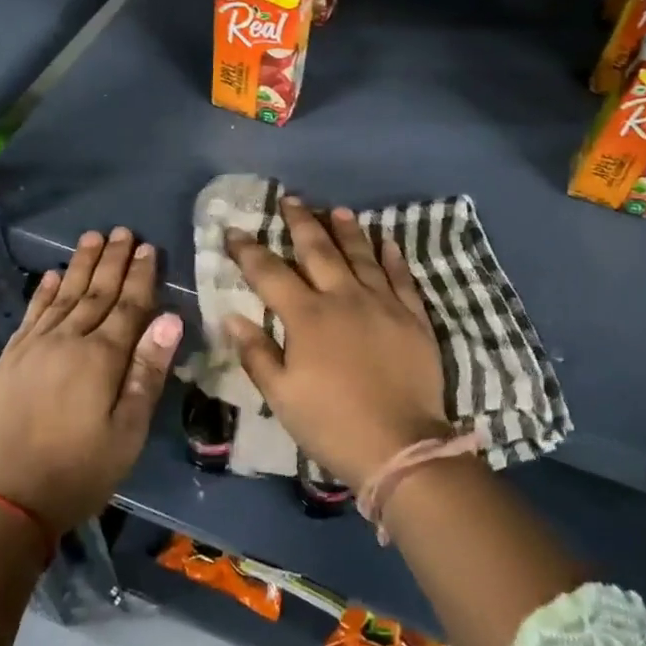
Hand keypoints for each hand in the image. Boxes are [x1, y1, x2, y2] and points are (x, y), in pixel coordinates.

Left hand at [0, 227, 181, 533]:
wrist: (3, 502)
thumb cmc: (78, 472)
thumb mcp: (128, 431)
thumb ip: (148, 372)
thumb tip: (171, 319)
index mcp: (101, 358)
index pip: (128, 306)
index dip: (141, 276)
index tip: (149, 247)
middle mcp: (66, 341)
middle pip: (95, 292)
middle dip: (112, 260)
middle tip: (124, 230)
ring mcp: (33, 349)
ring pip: (62, 296)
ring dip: (80, 265)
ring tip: (92, 237)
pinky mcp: (9, 361)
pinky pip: (31, 315)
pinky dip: (43, 292)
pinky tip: (51, 276)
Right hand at [224, 198, 447, 492]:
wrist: (401, 445)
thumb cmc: (332, 424)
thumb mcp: (281, 396)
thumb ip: (257, 353)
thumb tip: (232, 317)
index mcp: (307, 317)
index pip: (270, 273)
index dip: (249, 250)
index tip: (234, 231)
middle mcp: (344, 298)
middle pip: (318, 250)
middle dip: (300, 222)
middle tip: (290, 200)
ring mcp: (383, 303)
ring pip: (362, 255)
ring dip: (346, 230)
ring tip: (336, 210)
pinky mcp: (413, 316)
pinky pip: (402, 276)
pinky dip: (393, 256)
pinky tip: (387, 241)